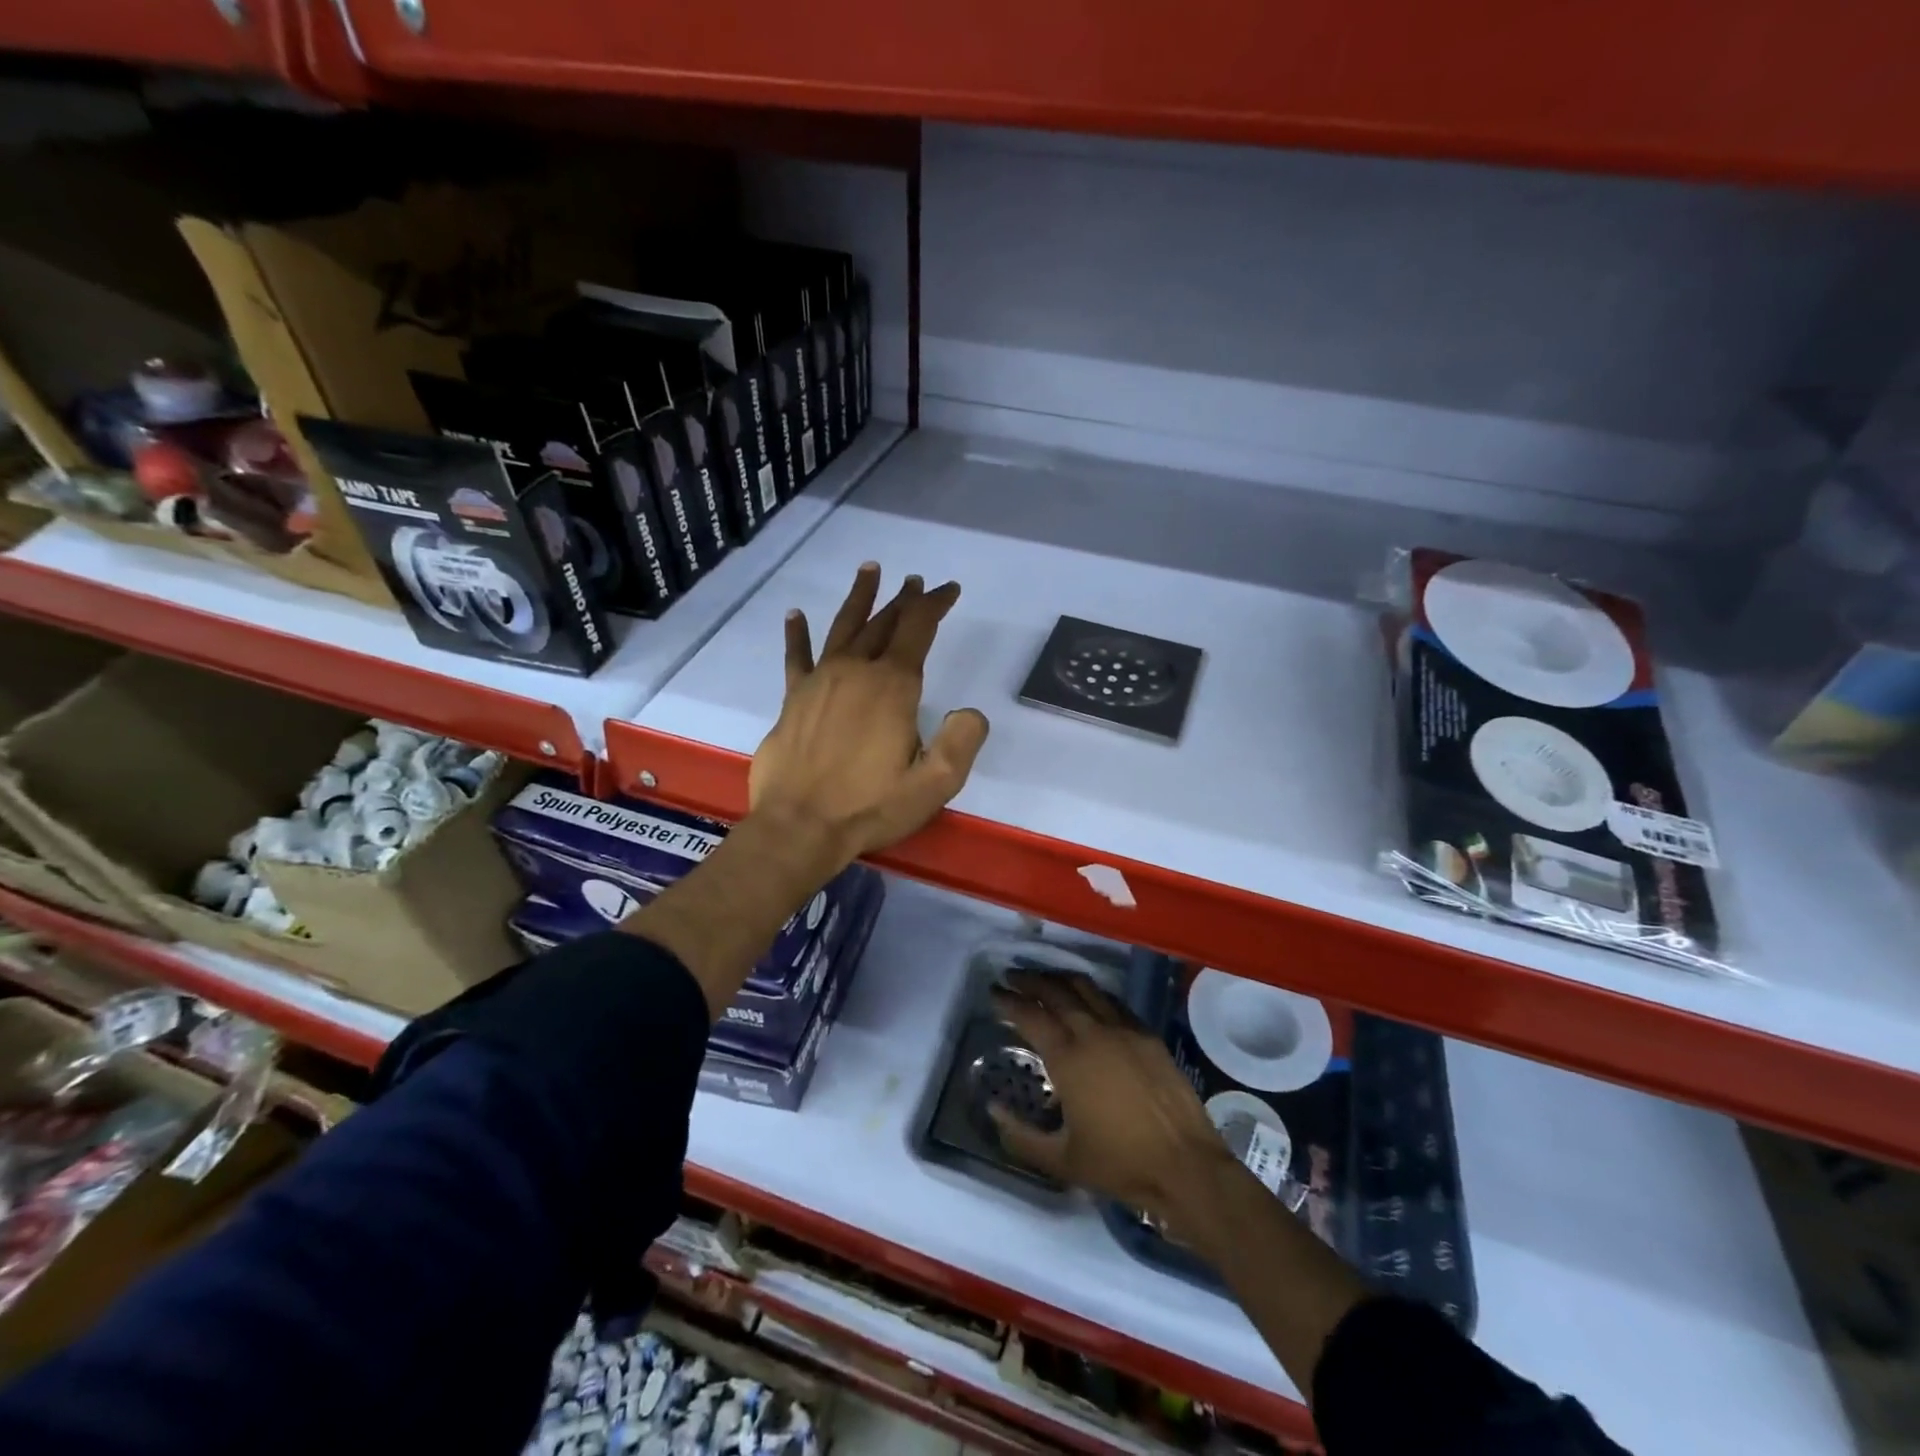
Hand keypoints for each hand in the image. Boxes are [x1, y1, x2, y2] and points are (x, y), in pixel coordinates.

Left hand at [749, 562, 989, 867]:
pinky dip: (797, 635)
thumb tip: (970, 712)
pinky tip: (795, 615)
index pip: (918, 629)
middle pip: (883, 623)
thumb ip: (961, 742)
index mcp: (892, 686)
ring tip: (869, 570)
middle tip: (915, 582)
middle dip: (904, 600)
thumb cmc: (870, 806)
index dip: (935, 604)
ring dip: (859, 598)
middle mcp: (855, 672)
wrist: (799, 827)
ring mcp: (820, 682)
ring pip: (843, 628)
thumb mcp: (934, 784)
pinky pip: (796, 657)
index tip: (948, 589)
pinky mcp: (792, 699)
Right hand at [988, 970, 1234, 1229]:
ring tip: (1045, 981)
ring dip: (1060, 979)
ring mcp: (1124, 1028)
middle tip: (1012, 977)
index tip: (993, 993)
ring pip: (1086, 988)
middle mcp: (1093, 1032)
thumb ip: (1020, 1136)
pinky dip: (1092, 993)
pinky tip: (1087, 1000)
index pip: (1030, 1015)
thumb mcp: (1061, 1159)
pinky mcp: (1147, 1034)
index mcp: (1068, 1058)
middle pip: (1056, 991)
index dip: (1008, 1001)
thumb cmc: (1120, 1164)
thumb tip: (992, 1108)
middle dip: (1030, 980)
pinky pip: (1112, 1001)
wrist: (1185, 1165)